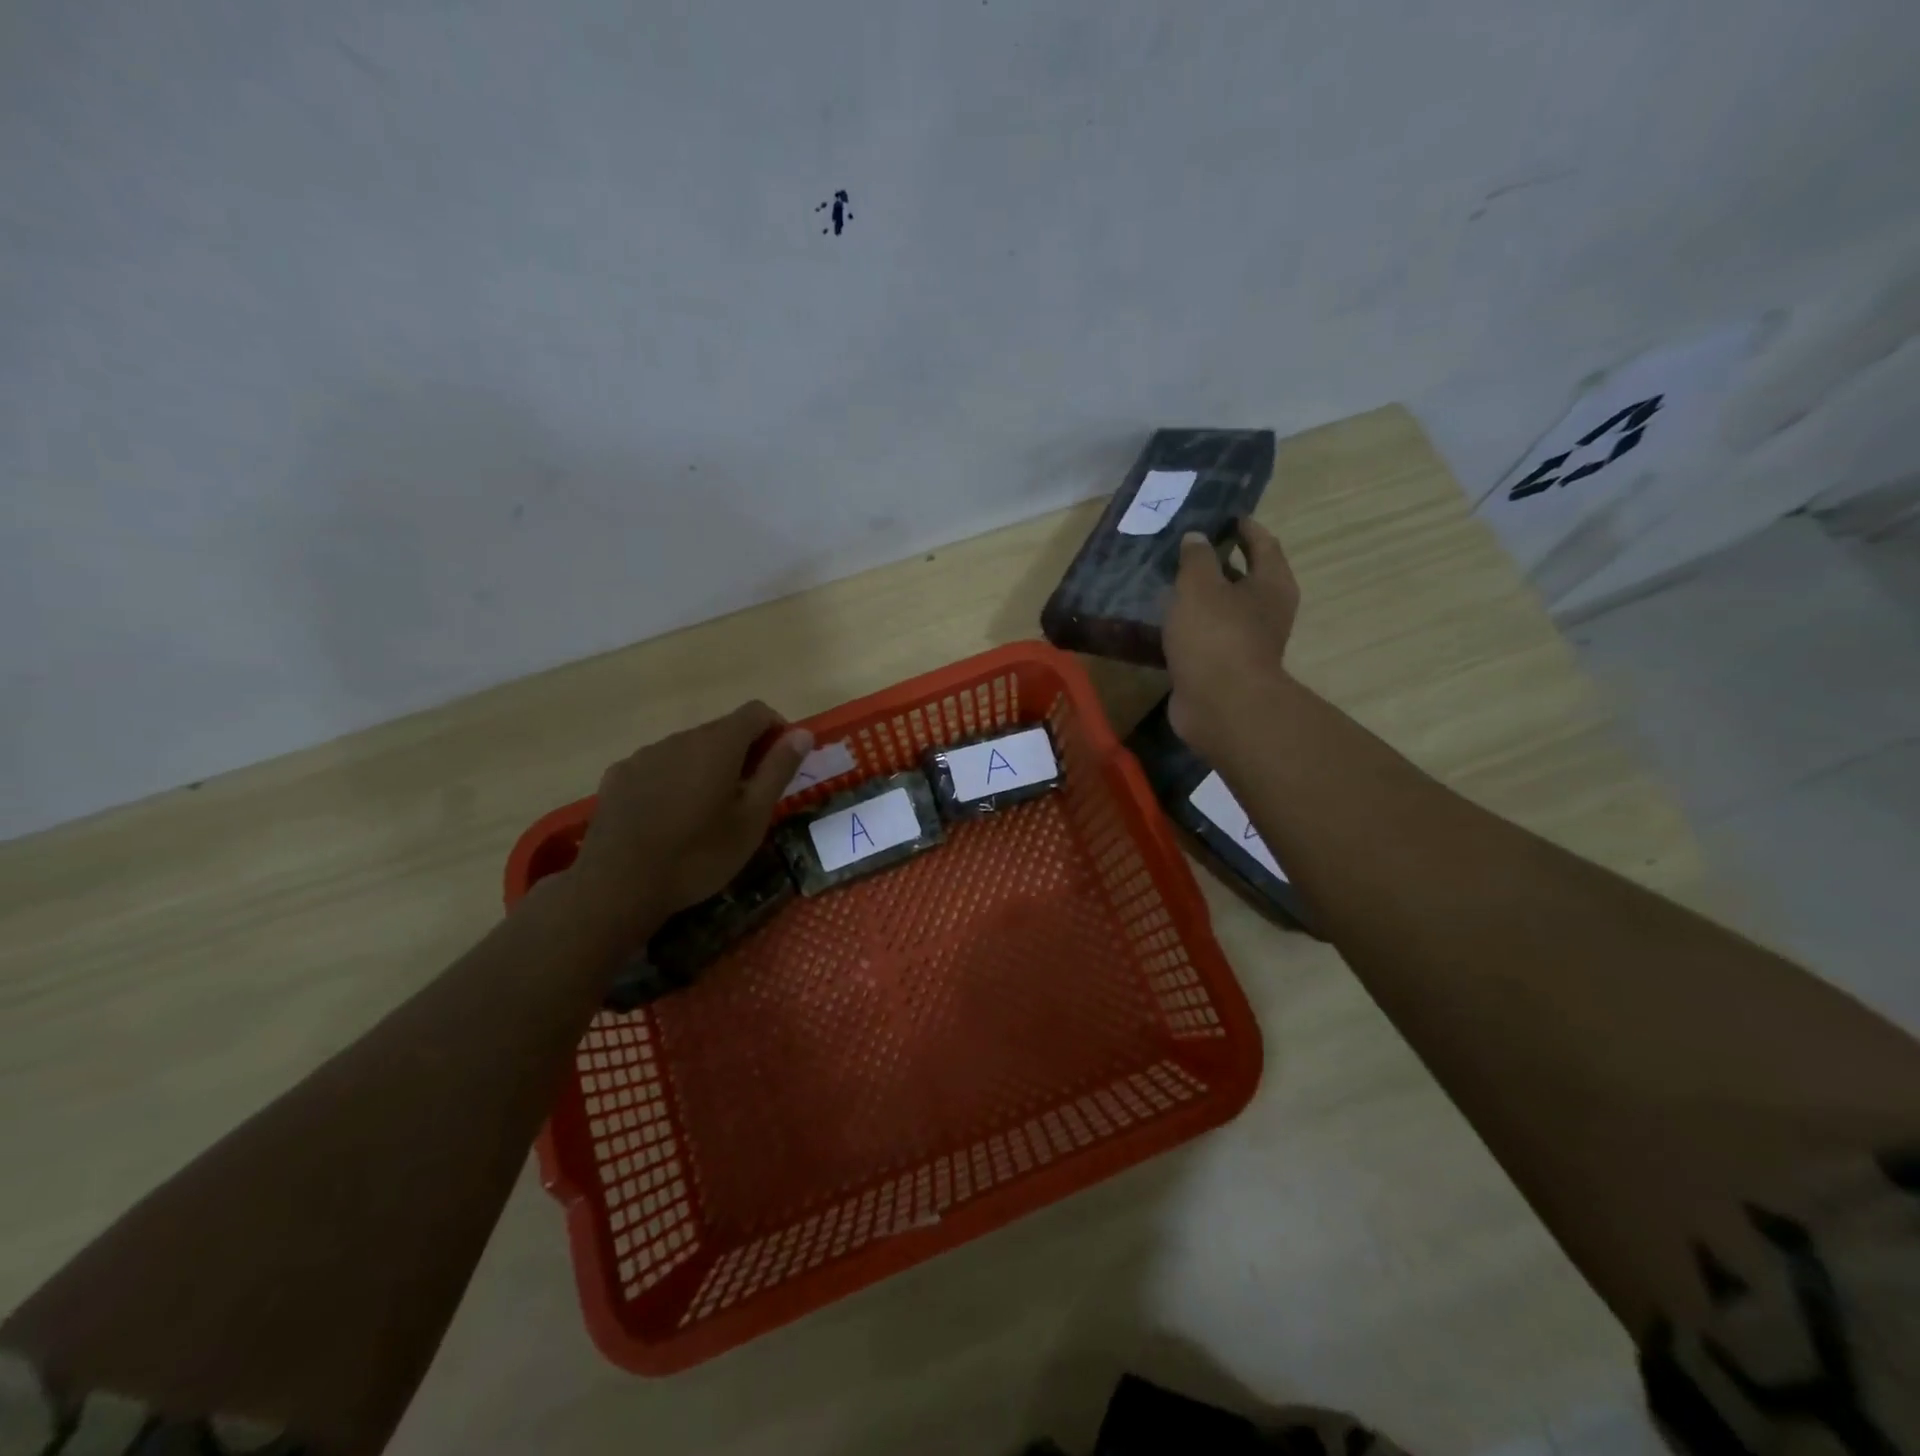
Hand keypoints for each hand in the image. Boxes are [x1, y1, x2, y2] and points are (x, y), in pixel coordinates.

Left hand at [571, 701, 812, 927]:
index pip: (756, 712)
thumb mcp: (752, 818)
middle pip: (722, 730)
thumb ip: (778, 770)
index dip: (777, 730)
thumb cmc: (698, 854)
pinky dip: (674, 779)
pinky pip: (658, 766)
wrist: (617, 885)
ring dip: (707, 766)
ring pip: (689, 749)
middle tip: (750, 797)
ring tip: (708, 812)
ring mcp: (645, 755)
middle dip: (743, 753)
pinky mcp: (619, 775)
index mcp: (718, 744)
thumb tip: (802, 733)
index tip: (782, 764)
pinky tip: (669, 818)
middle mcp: (681, 738)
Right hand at [1164, 518, 1299, 756]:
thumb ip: (1196, 558)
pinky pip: (1206, 636)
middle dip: (1219, 562)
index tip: (1224, 515)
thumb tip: (1197, 538)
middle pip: (1245, 577)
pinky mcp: (1223, 666)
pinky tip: (1165, 620)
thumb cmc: (1216, 635)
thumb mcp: (1200, 586)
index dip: (1244, 527)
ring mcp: (1246, 642)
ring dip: (1201, 597)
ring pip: (1223, 609)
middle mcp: (1266, 611)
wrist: (1220, 705)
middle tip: (1187, 547)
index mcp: (1271, 584)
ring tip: (1169, 581)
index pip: (1263, 543)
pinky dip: (1190, 626)